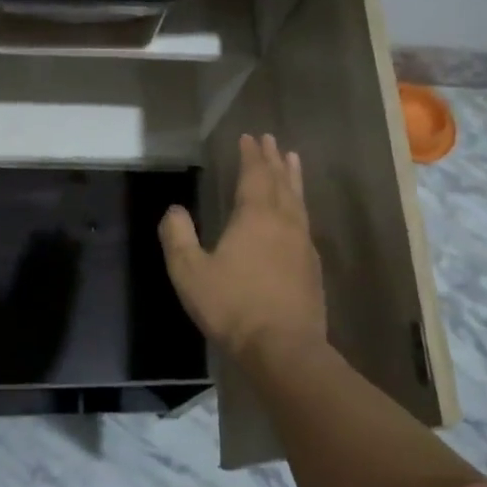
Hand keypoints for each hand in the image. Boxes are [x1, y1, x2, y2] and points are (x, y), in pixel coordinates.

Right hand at [158, 133, 326, 370]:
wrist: (284, 349)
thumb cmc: (233, 306)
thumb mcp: (190, 272)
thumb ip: (178, 237)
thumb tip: (174, 210)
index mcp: (255, 217)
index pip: (255, 175)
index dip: (251, 155)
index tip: (249, 137)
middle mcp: (284, 222)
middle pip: (280, 182)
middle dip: (273, 159)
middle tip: (270, 139)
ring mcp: (302, 244)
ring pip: (298, 200)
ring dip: (292, 177)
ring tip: (292, 160)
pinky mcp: (312, 267)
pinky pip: (305, 222)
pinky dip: (300, 204)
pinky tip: (297, 213)